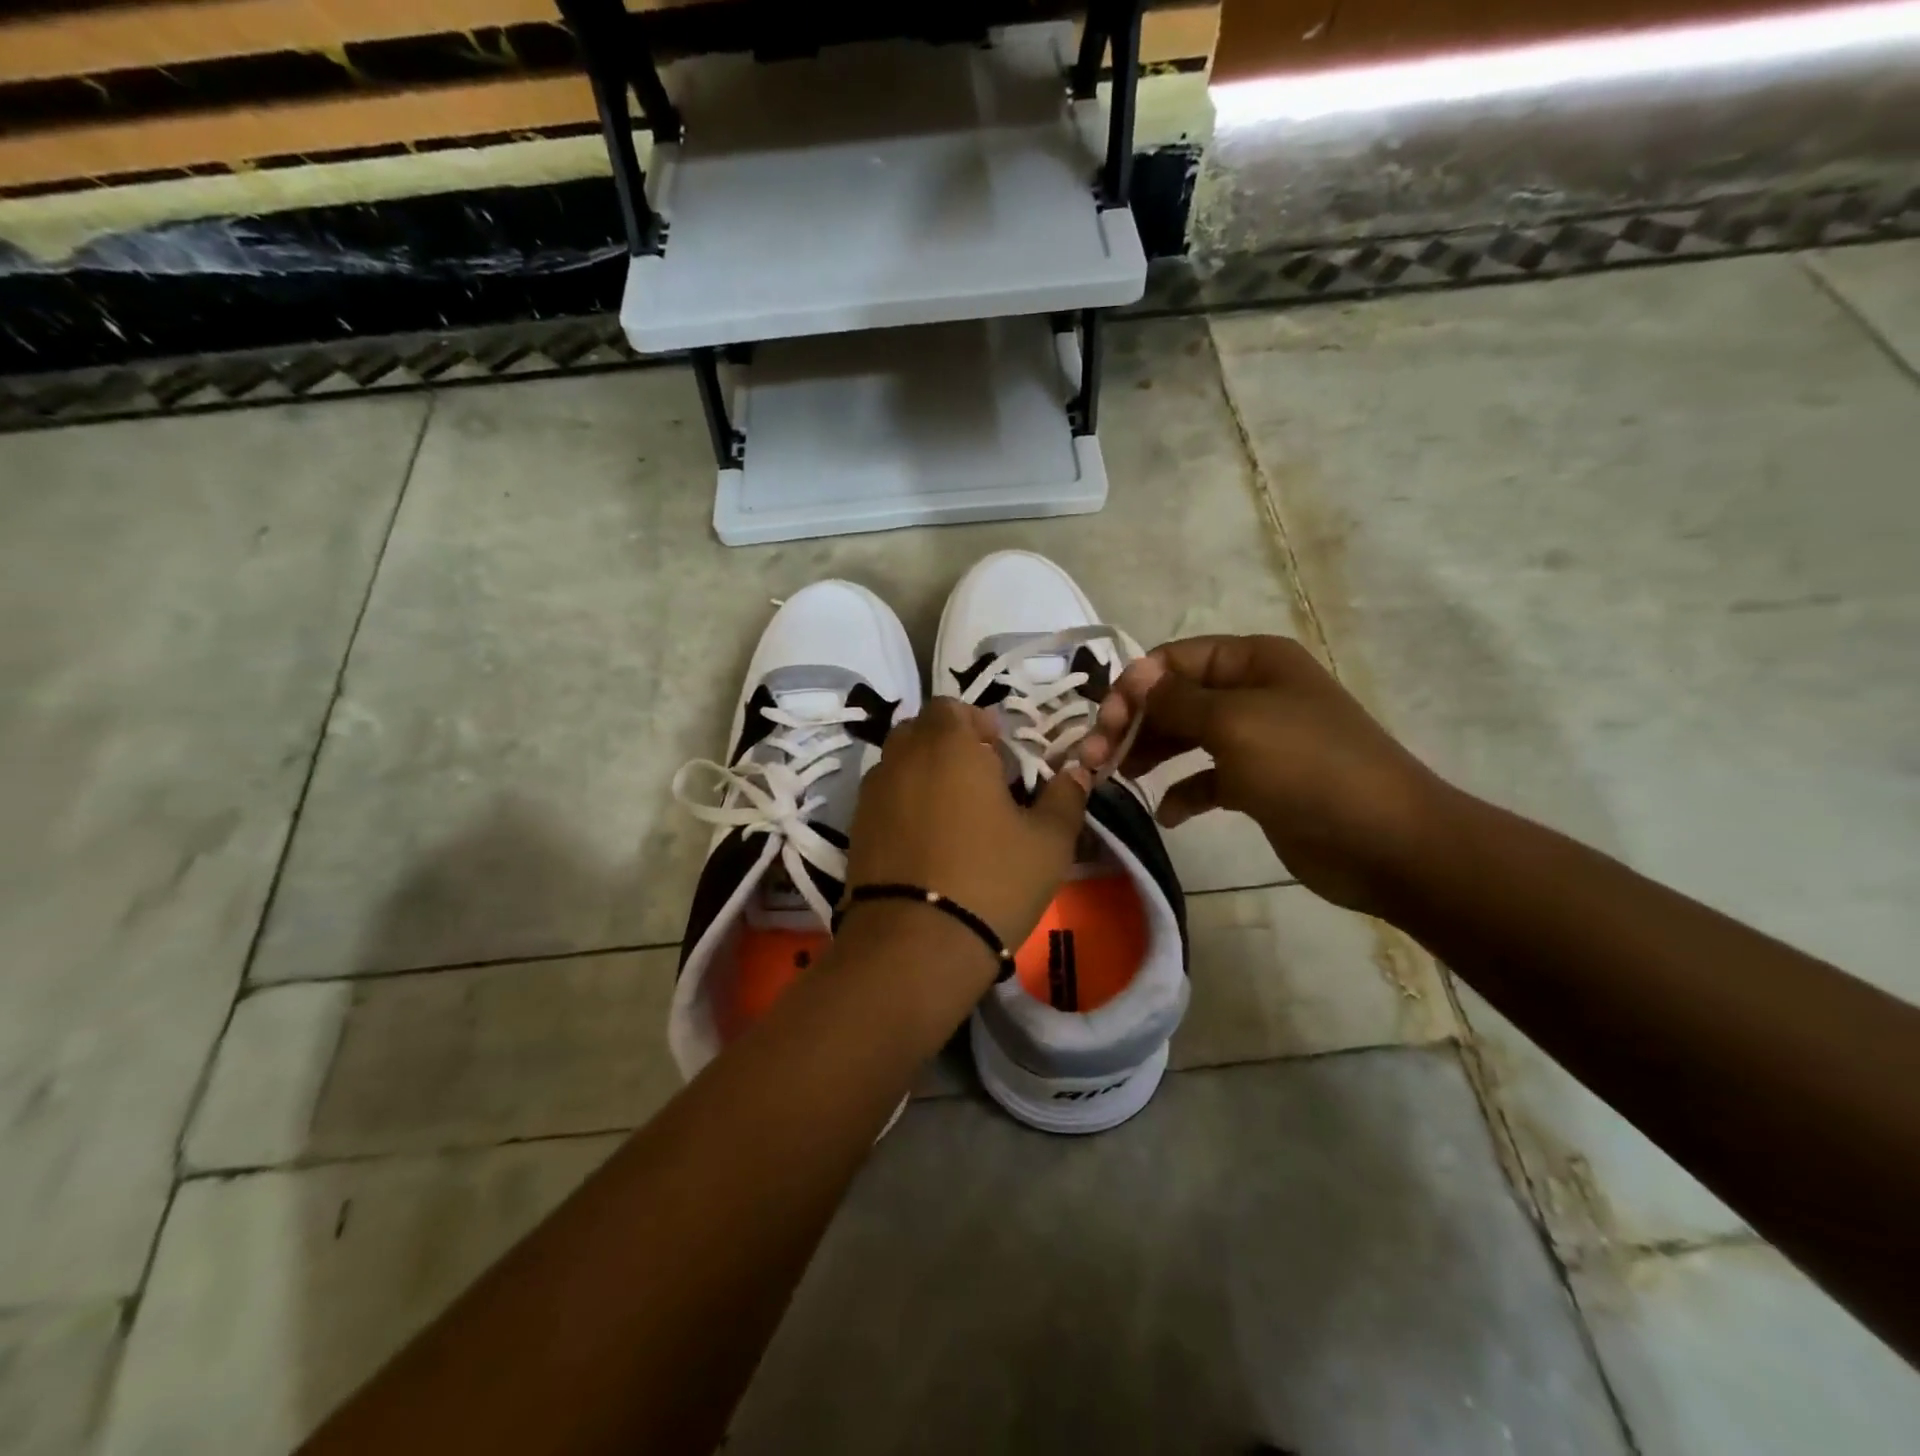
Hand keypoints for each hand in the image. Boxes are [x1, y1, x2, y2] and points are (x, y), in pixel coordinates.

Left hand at [843, 698, 1089, 964]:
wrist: (915, 944)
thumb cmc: (992, 880)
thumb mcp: (1048, 841)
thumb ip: (1065, 797)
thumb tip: (1076, 771)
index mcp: (948, 745)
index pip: (951, 707)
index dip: (977, 723)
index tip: (999, 755)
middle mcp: (902, 758)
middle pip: (921, 731)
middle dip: (949, 745)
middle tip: (979, 782)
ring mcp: (872, 794)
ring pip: (899, 763)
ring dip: (924, 773)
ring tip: (954, 814)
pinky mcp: (855, 829)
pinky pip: (884, 798)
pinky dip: (904, 804)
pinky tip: (927, 841)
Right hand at [1076, 635, 1451, 915]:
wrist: (1386, 842)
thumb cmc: (1307, 767)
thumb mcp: (1235, 723)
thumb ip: (1176, 700)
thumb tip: (1135, 676)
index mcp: (1253, 662)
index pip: (1175, 659)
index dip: (1135, 686)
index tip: (1105, 724)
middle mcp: (1252, 693)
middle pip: (1175, 698)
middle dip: (1134, 724)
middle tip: (1096, 759)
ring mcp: (1256, 740)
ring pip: (1186, 737)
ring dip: (1150, 754)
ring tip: (1118, 779)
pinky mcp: (1258, 784)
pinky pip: (1206, 779)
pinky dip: (1183, 791)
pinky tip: (1167, 813)